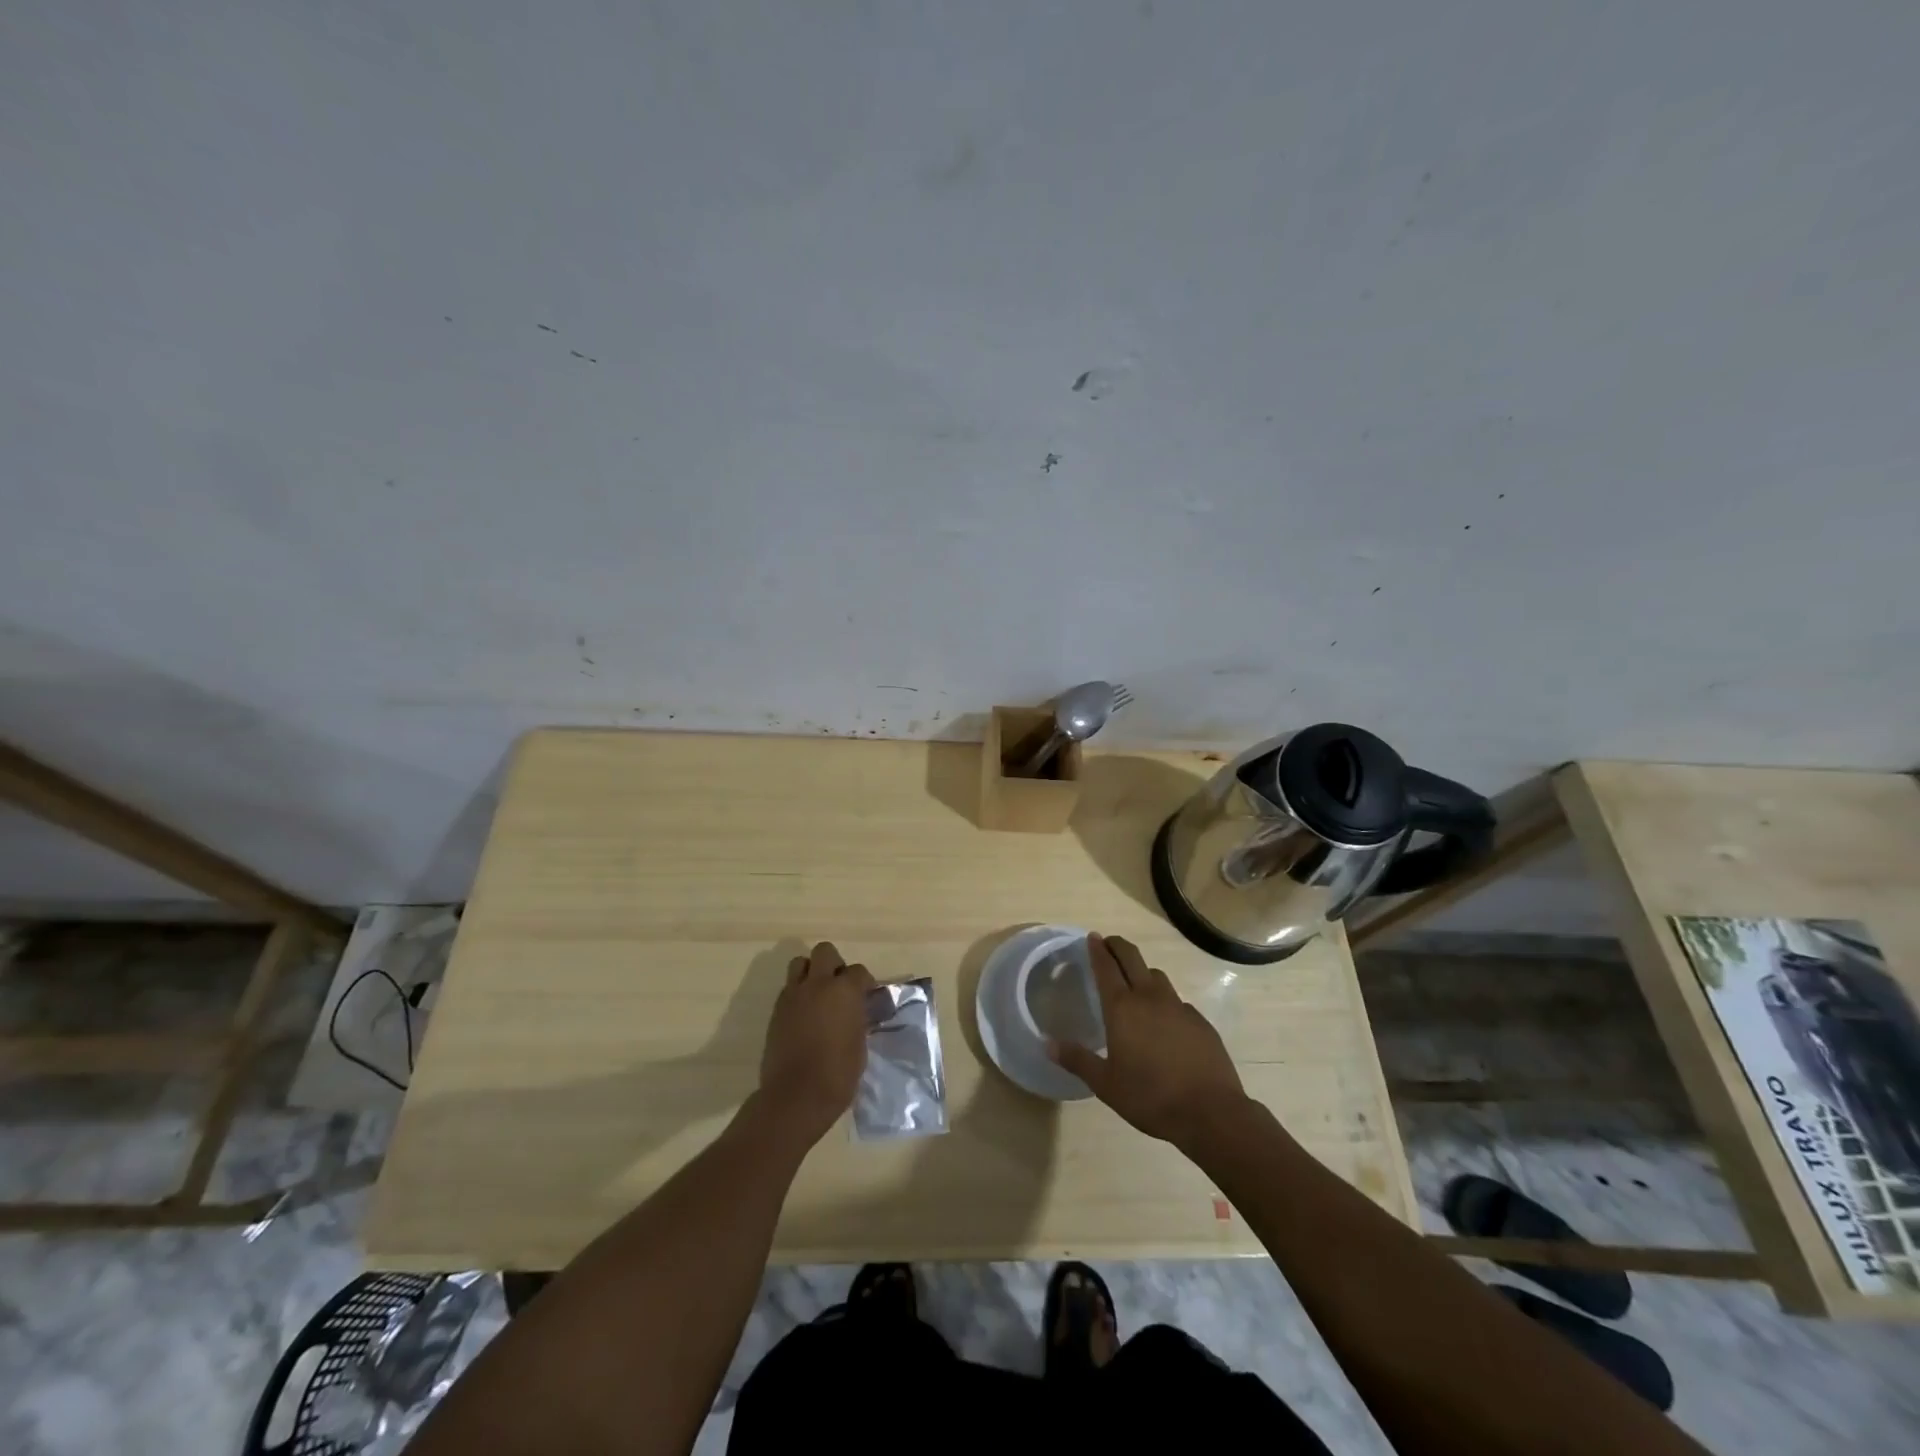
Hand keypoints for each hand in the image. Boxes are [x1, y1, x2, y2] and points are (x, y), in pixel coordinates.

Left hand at [757, 942, 874, 1145]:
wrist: (796, 1096)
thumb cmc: (838, 1074)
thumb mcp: (859, 1044)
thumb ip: (858, 1019)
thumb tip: (857, 1012)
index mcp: (844, 991)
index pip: (858, 971)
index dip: (864, 982)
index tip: (866, 997)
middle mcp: (818, 984)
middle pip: (824, 952)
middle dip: (834, 964)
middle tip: (839, 987)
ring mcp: (793, 995)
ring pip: (800, 964)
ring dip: (811, 973)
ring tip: (818, 996)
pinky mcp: (776, 1010)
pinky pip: (788, 988)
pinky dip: (798, 993)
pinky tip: (805, 1015)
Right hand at [1048, 934, 1247, 1147]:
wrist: (1210, 1112)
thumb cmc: (1150, 1097)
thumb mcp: (1106, 1084)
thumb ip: (1078, 1060)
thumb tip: (1048, 1044)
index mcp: (1122, 1008)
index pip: (1106, 967)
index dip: (1097, 950)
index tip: (1092, 937)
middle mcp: (1150, 998)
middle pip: (1132, 958)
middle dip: (1118, 946)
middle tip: (1108, 943)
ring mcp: (1179, 1007)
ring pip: (1157, 976)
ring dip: (1142, 971)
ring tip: (1135, 982)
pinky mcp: (1200, 1021)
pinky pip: (1177, 1001)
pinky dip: (1165, 1001)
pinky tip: (1164, 1021)